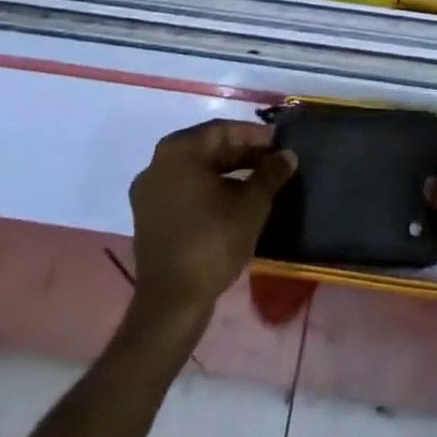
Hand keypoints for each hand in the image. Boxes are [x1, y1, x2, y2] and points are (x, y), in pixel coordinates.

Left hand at [128, 120, 294, 318]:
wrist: (171, 305)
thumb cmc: (212, 243)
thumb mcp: (251, 205)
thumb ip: (271, 173)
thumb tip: (288, 154)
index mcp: (178, 151)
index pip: (222, 131)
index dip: (254, 135)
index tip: (278, 142)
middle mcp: (157, 164)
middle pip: (207, 149)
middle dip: (241, 153)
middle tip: (272, 160)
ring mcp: (148, 192)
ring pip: (196, 170)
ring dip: (227, 171)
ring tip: (258, 179)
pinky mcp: (148, 216)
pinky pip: (184, 189)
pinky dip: (209, 189)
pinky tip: (233, 199)